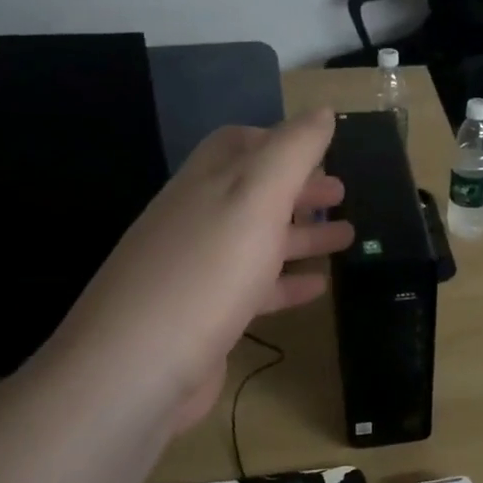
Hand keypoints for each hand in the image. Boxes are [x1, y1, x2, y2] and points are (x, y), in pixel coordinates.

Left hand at [44, 109, 353, 437]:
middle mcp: (197, 220)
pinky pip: (254, 288)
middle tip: (342, 192)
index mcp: (206, 183)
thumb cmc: (205, 272)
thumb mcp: (255, 198)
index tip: (321, 147)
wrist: (136, 370)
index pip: (238, 144)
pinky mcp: (205, 316)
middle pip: (253, 192)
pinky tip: (318, 287)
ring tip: (347, 237)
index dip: (279, 139)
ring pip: (258, 240)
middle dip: (298, 188)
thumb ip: (292, 151)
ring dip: (301, 234)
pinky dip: (287, 282)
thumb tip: (321, 112)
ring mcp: (198, 270)